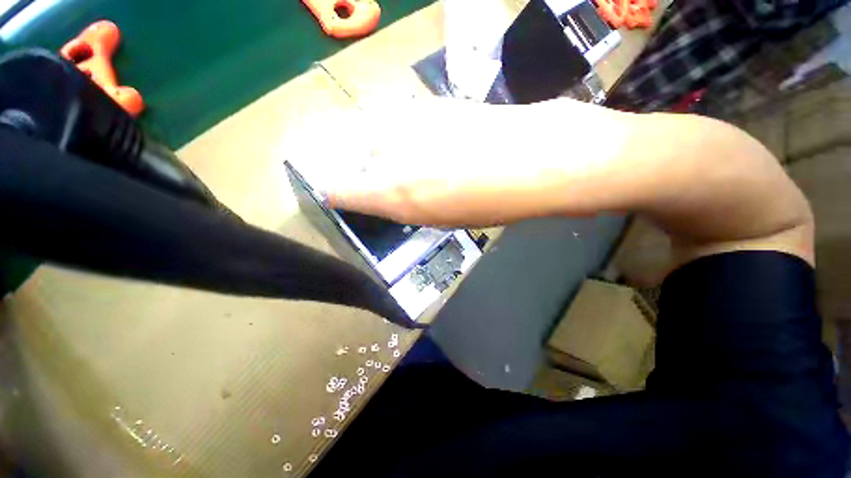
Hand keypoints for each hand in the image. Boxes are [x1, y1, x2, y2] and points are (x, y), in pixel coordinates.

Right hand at [318, 97, 623, 226]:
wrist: (537, 158)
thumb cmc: (493, 202)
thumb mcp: (444, 218)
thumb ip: (408, 204)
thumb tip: (389, 195)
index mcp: (396, 195)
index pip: (342, 191)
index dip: (339, 194)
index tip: (341, 196)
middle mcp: (391, 156)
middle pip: (353, 159)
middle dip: (361, 171)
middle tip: (380, 180)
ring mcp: (407, 123)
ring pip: (373, 135)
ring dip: (381, 150)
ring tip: (407, 162)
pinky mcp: (428, 103)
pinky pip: (398, 121)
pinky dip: (401, 134)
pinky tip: (425, 143)